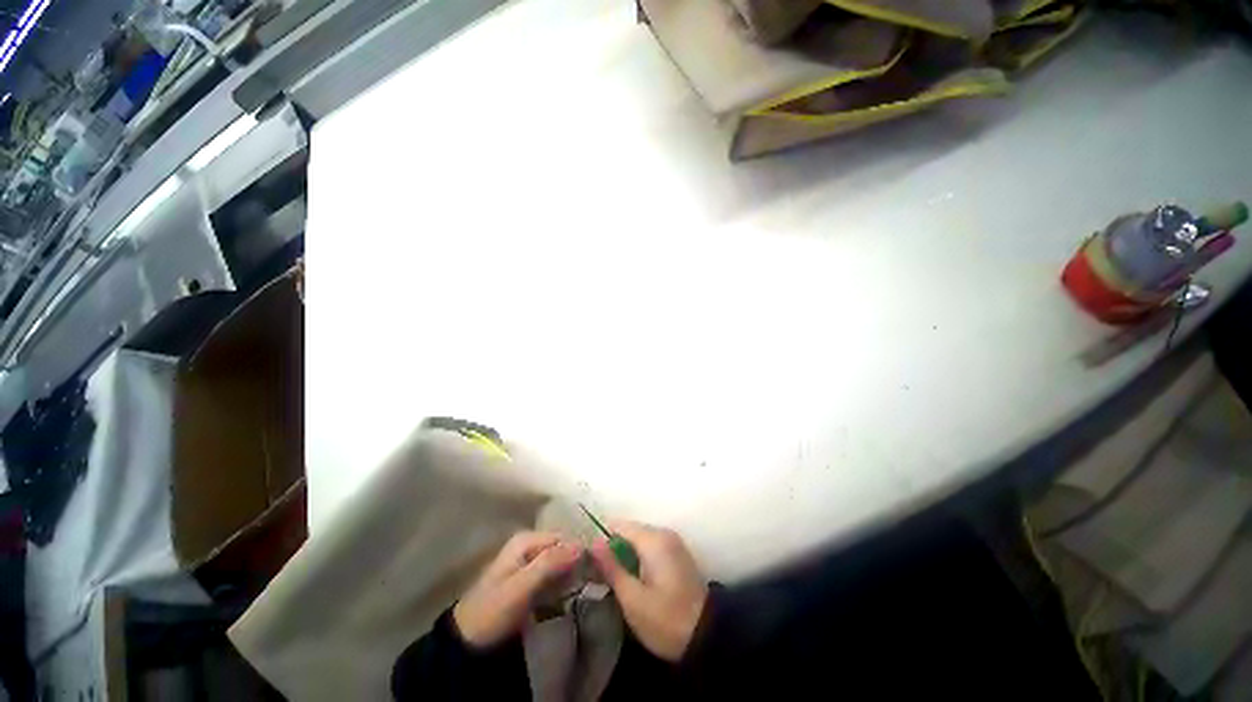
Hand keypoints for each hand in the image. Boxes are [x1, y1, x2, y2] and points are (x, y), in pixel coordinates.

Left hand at [453, 532, 581, 647]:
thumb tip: (581, 546)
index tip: (594, 572)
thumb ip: (548, 564)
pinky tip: (567, 598)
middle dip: (576, 564)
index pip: (564, 538)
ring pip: (561, 562)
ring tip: (579, 593)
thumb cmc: (492, 611)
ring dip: (571, 576)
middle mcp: (531, 544)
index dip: (580, 552)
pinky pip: (555, 575)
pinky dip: (563, 585)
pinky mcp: (531, 578)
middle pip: (564, 548)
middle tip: (588, 585)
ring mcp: (530, 561)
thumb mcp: (520, 588)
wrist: (468, 640)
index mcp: (527, 540)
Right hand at [590, 521, 708, 662]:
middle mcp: (664, 533)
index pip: (618, 525)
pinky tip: (635, 581)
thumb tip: (593, 542)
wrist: (708, 637)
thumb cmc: (666, 620)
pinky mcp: (677, 555)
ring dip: (626, 556)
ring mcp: (673, 543)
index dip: (602, 541)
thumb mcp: (632, 598)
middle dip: (614, 549)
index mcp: (653, 539)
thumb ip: (611, 567)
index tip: (591, 563)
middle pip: (629, 531)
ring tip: (615, 582)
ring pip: (639, 540)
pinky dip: (639, 559)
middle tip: (601, 577)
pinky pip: (651, 548)